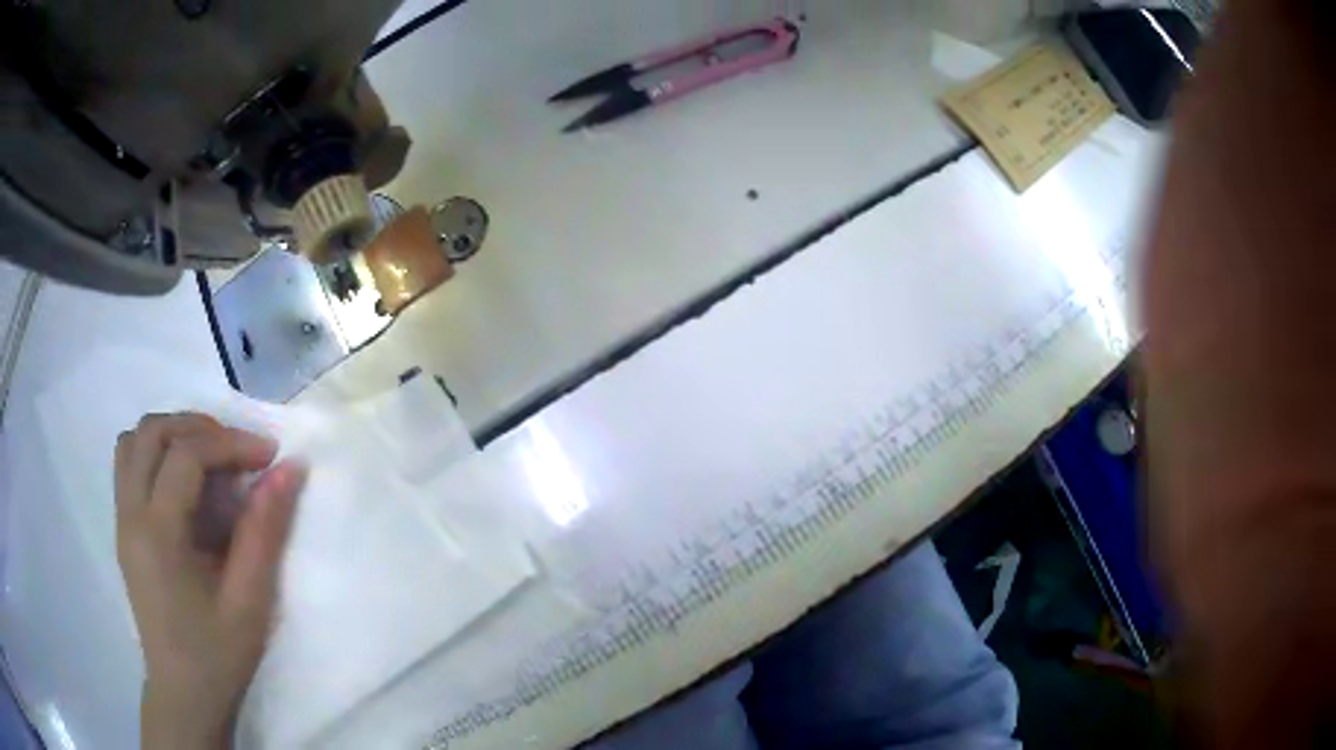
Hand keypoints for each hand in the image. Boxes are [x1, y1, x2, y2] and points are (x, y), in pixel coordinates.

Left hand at [115, 413, 304, 749]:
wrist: (183, 694)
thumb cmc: (218, 655)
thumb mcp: (250, 602)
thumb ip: (265, 532)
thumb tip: (288, 470)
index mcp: (158, 534)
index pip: (185, 455)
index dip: (229, 443)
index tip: (269, 456)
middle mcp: (130, 515)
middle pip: (152, 432)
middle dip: (198, 428)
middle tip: (236, 452)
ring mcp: (121, 520)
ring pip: (134, 441)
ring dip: (172, 435)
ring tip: (208, 460)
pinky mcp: (123, 529)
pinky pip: (130, 464)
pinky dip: (157, 454)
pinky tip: (184, 485)